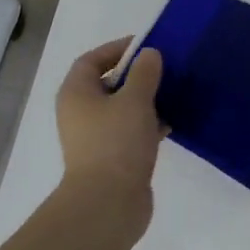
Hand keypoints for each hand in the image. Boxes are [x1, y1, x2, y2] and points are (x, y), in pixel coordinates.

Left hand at [56, 38, 164, 198]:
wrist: (108, 203)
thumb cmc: (117, 142)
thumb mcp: (135, 100)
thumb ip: (144, 73)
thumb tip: (149, 55)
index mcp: (76, 93)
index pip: (91, 60)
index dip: (116, 49)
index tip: (146, 46)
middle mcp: (80, 113)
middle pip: (107, 84)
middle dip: (136, 75)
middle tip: (165, 70)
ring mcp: (95, 137)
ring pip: (121, 109)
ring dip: (145, 101)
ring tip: (173, 94)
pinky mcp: (112, 158)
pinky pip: (130, 131)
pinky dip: (148, 125)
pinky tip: (172, 124)